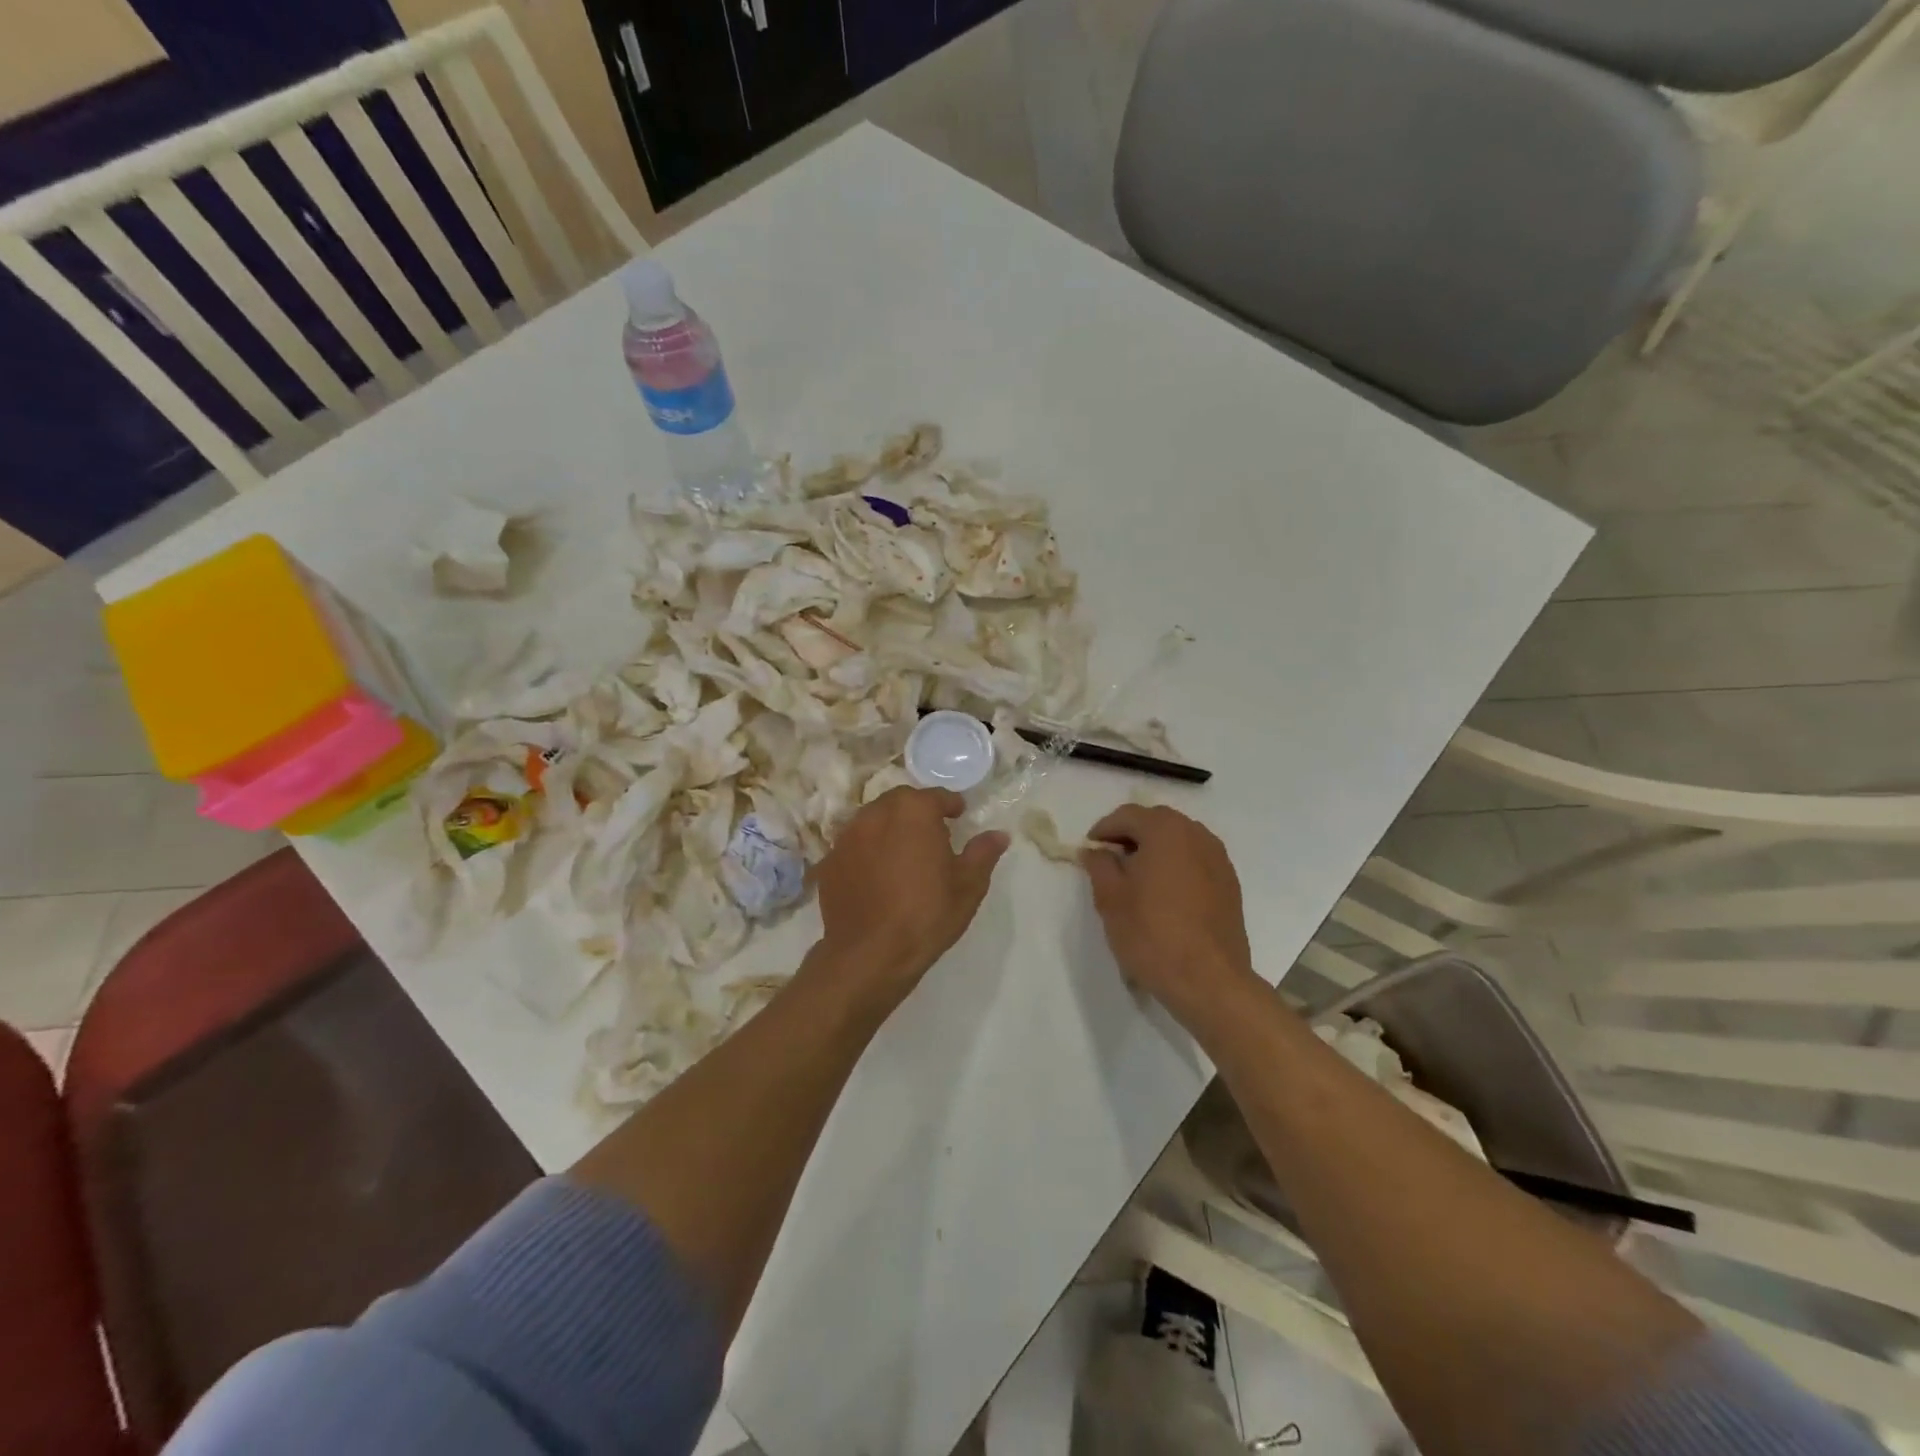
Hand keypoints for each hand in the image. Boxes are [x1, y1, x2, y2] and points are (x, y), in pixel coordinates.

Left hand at [813, 787, 1008, 1002]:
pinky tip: (877, 875)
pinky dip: (868, 850)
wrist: (870, 955)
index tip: (959, 816)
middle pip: (900, 801)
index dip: (950, 805)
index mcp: (913, 812)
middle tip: (932, 833)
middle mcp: (876, 814)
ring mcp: (847, 836)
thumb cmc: (926, 915)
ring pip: (873, 820)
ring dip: (890, 828)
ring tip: (903, 853)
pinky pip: (854, 845)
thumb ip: (982, 853)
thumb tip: (999, 835)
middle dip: (917, 811)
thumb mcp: (967, 886)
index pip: (936, 796)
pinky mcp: (829, 860)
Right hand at [1081, 804, 1258, 1028]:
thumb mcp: (1111, 899)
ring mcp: (1218, 858)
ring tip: (1137, 876)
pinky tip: (1165, 893)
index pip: (1128, 815)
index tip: (1090, 849)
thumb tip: (1095, 851)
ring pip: (1180, 839)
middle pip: (1157, 822)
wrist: (1209, 980)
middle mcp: (1196, 834)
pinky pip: (1196, 860)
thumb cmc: (1152, 934)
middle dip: (1131, 834)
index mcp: (1165, 830)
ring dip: (1156, 848)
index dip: (1104, 829)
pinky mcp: (1230, 883)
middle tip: (1111, 860)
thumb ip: (1099, 866)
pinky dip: (1177, 865)